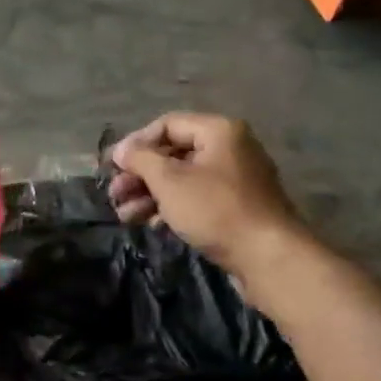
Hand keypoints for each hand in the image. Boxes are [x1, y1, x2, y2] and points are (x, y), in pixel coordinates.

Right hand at [108, 112, 306, 291]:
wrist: (267, 256)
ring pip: (182, 179)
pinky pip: (196, 198)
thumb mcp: (169, 181)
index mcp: (218, 131)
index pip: (167, 125)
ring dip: (149, 194)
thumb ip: (140, 159)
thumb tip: (121, 149)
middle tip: (114, 194)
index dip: (136, 144)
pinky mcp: (235, 207)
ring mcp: (234, 179)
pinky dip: (171, 207)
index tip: (113, 166)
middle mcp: (229, 149)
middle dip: (139, 175)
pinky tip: (151, 223)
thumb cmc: (215, 210)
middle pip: (173, 154)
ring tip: (124, 215)